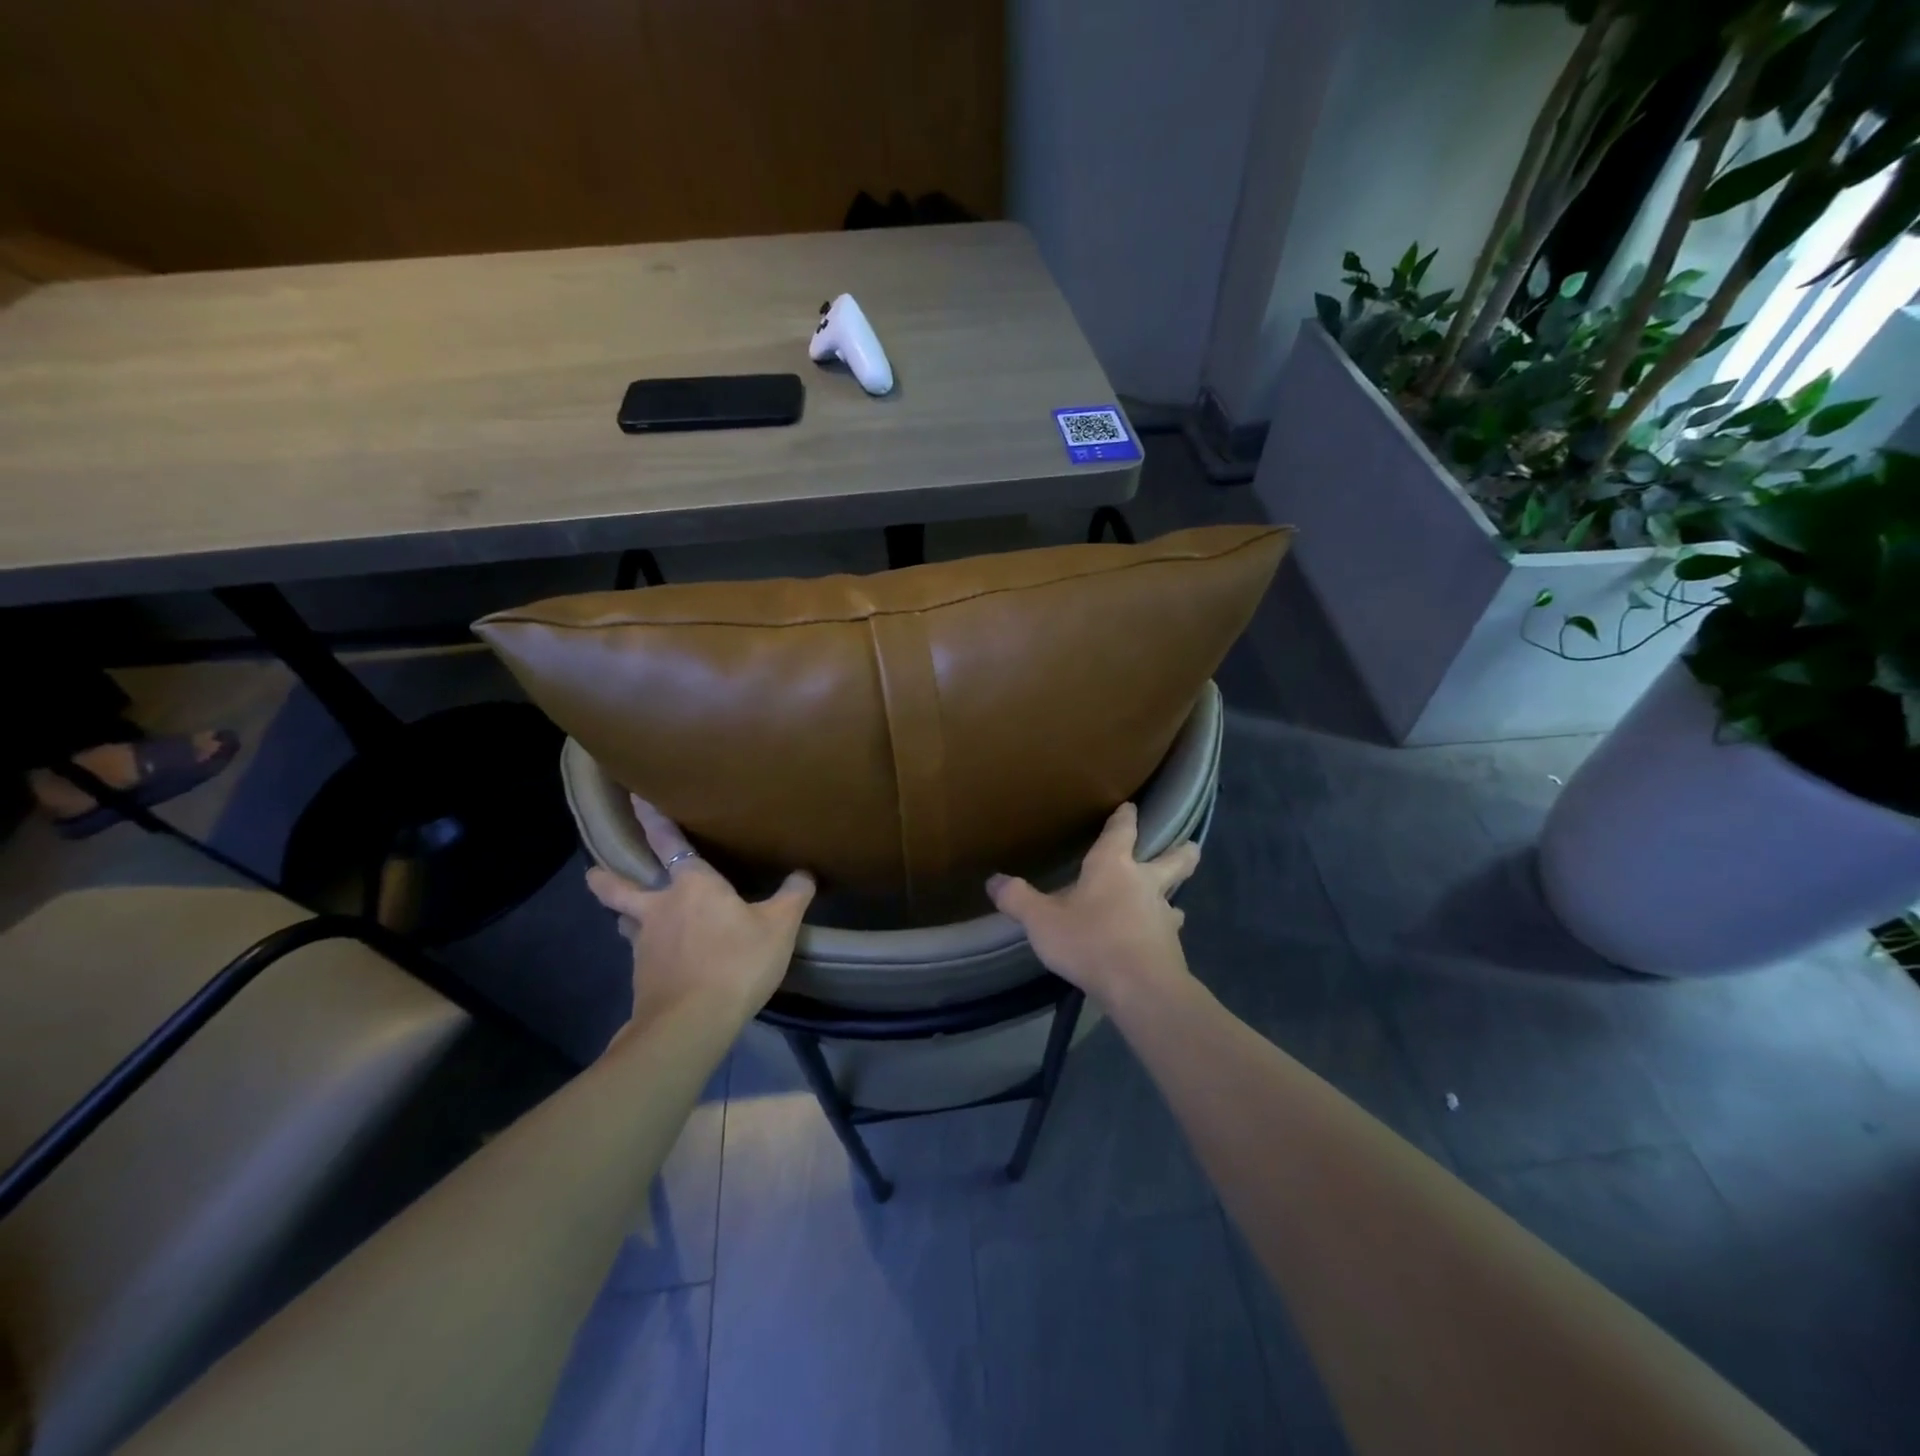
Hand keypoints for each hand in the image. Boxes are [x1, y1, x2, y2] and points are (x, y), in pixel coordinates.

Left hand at [586, 797, 814, 1031]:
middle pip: (621, 888)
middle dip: (607, 879)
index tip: (635, 799)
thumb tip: (804, 872)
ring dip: (627, 917)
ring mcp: (644, 944)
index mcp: (692, 885)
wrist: (691, 1022)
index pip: (670, 843)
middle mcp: (660, 907)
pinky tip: (662, 962)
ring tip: (631, 919)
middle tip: (592, 874)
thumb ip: (793, 896)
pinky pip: (642, 955)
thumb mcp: (779, 926)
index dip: (654, 819)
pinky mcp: (642, 977)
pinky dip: (649, 953)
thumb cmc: (737, 961)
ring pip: (628, 923)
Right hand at [987, 802, 1199, 1005]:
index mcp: (1113, 866)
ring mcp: (1162, 916)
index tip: (1130, 807)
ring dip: (1173, 897)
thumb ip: (1017, 899)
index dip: (1124, 818)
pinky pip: (1168, 932)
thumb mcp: (1041, 921)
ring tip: (1172, 903)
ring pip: (1174, 898)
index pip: (1122, 832)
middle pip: (1172, 861)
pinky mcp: (1171, 947)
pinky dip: (1163, 932)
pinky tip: (1158, 941)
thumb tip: (993, 880)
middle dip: (1181, 852)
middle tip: (1192, 846)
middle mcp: (1144, 883)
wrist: (1140, 988)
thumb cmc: (1089, 941)